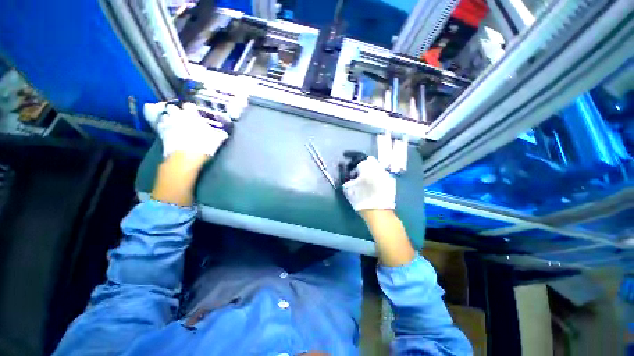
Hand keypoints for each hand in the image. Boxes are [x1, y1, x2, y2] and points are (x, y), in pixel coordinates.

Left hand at [143, 101, 228, 157]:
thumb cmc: (204, 144)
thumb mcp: (218, 139)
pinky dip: (163, 127)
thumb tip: (224, 132)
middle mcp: (178, 115)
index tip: (194, 113)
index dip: (191, 108)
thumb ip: (220, 133)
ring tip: (172, 123)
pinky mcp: (160, 133)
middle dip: (175, 110)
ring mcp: (168, 123)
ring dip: (168, 118)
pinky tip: (167, 131)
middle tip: (181, 116)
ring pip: (164, 115)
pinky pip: (160, 126)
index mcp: (191, 115)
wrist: (186, 156)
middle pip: (172, 107)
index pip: (189, 105)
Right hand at [339, 152, 395, 211]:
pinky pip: (378, 173)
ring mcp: (385, 174)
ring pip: (373, 167)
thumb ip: (343, 173)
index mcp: (368, 166)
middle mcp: (378, 167)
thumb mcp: (348, 186)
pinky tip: (367, 184)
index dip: (350, 155)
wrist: (379, 212)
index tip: (345, 157)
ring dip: (365, 169)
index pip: (359, 155)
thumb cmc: (361, 198)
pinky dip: (371, 175)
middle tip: (351, 170)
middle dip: (357, 164)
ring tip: (358, 178)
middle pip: (367, 161)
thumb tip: (341, 165)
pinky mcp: (389, 182)